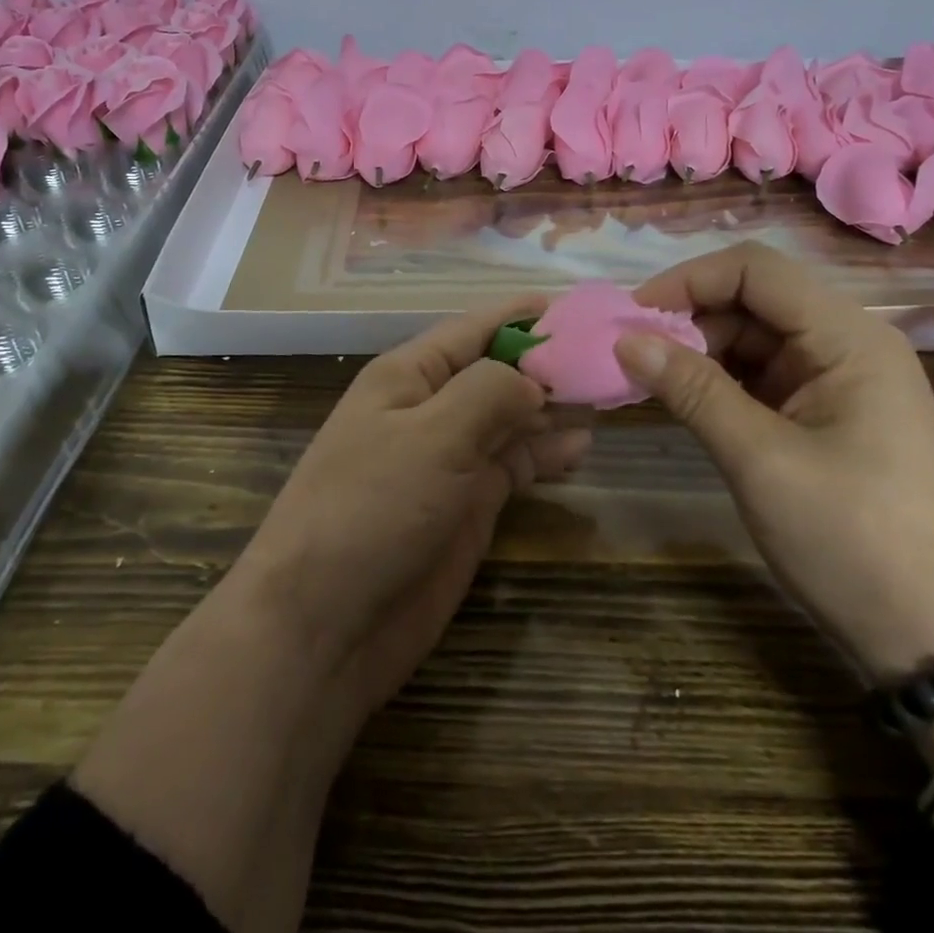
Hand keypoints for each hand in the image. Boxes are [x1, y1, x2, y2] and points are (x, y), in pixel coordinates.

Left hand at [237, 296, 591, 720]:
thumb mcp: (432, 436)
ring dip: (552, 407)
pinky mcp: (466, 505)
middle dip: (547, 362)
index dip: (522, 315)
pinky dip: (544, 453)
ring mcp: (449, 459)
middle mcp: (430, 409)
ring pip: (510, 418)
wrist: (325, 625)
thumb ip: (489, 393)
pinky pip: (513, 465)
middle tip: (608, 356)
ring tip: (605, 397)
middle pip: (497, 372)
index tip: (576, 307)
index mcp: (409, 375)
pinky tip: (580, 447)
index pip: (473, 328)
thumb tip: (533, 381)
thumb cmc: (372, 509)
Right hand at [617, 243, 933, 683]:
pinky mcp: (823, 412)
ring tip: (647, 378)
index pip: (755, 270)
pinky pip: (760, 375)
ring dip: (698, 350)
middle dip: (688, 318)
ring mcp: (835, 379)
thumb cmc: (852, 540)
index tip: (633, 315)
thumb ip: (692, 390)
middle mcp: (845, 343)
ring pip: (752, 337)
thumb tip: (625, 339)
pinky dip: (718, 380)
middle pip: (752, 299)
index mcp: (847, 338)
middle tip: (631, 354)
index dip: (689, 280)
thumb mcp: (760, 460)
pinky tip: (681, 398)